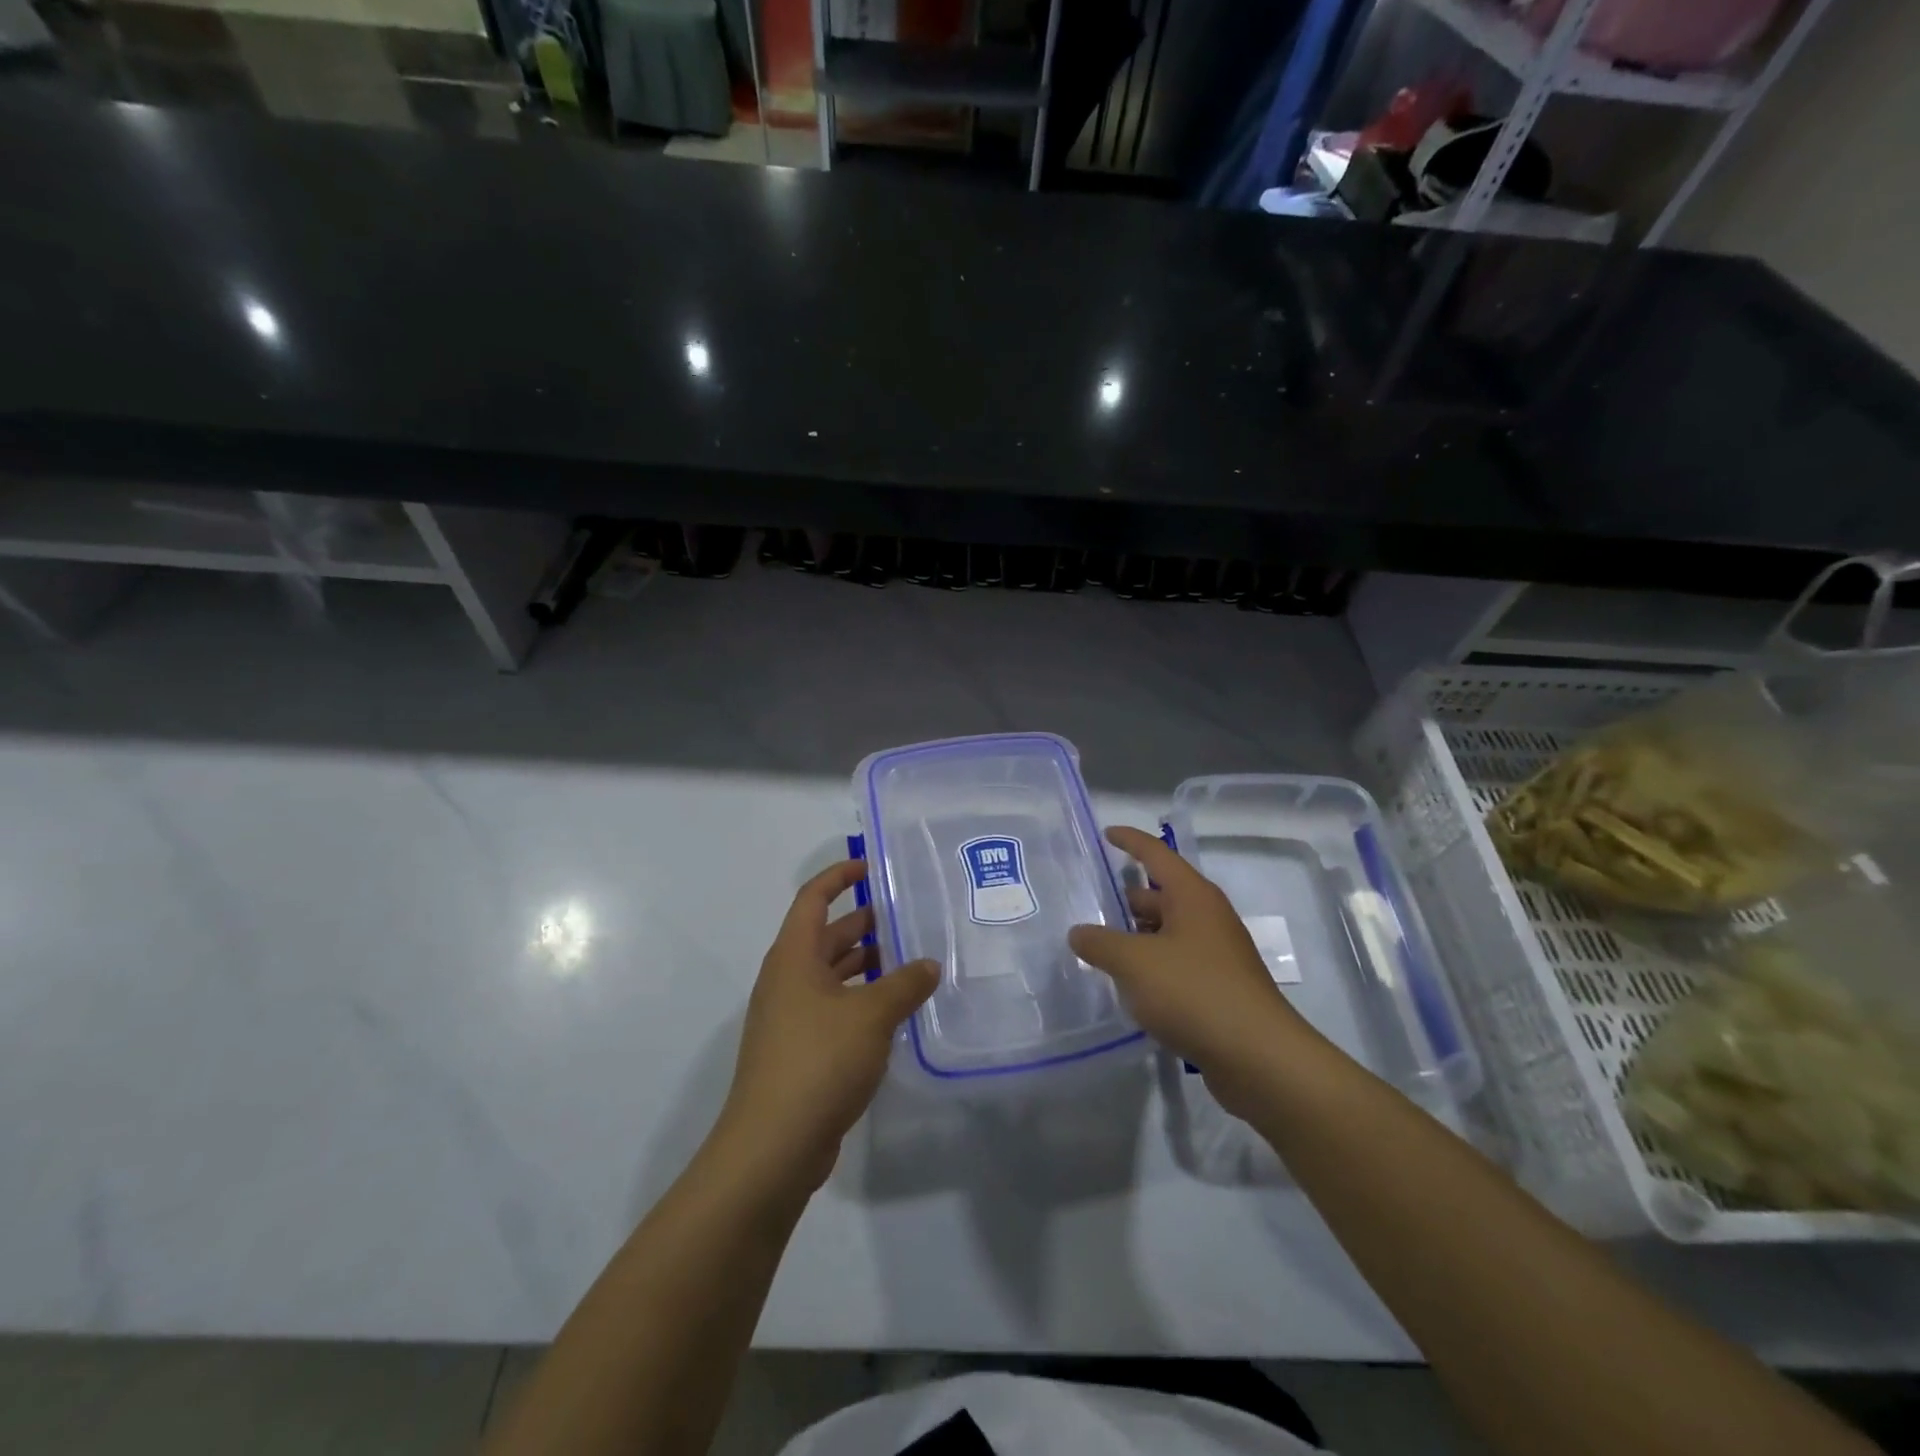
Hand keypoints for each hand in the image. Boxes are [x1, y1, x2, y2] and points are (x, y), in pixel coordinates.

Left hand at [716, 861, 938, 1193]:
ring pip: (831, 976)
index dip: (839, 877)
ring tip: (910, 960)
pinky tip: (895, 1012)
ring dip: (865, 965)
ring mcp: (790, 1018)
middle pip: (825, 936)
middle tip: (907, 916)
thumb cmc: (819, 1061)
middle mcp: (787, 980)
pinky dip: (861, 1001)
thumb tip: (930, 964)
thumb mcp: (872, 1015)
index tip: (871, 866)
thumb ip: (905, 984)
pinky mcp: (799, 1051)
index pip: (813, 899)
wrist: (772, 1147)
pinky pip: (834, 1009)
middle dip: (862, 923)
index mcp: (794, 957)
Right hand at [1069, 826, 1316, 1116]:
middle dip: (1124, 901)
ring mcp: (1216, 954)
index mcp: (1192, 897)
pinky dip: (1151, 967)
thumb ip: (1099, 943)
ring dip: (1135, 939)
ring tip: (1098, 951)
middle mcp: (1207, 918)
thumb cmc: (1193, 992)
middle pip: (1159, 897)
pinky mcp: (1218, 987)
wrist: (1258, 1057)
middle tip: (1086, 909)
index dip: (1130, 841)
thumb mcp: (1134, 963)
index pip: (1157, 854)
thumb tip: (1079, 932)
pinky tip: (1128, 988)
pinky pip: (1176, 964)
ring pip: (1166, 933)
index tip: (1107, 834)